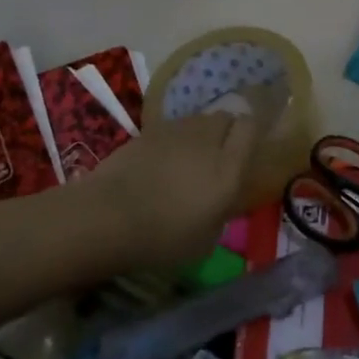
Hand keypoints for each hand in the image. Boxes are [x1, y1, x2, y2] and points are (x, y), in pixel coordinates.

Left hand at [87, 111, 258, 273]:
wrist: (108, 216)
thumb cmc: (163, 237)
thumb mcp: (205, 240)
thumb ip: (222, 212)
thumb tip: (223, 201)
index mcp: (228, 167)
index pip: (250, 127)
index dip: (251, 135)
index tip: (246, 152)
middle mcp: (207, 140)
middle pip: (225, 118)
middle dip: (227, 132)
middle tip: (218, 157)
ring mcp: (176, 131)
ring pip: (199, 120)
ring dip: (200, 135)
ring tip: (189, 160)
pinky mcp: (149, 131)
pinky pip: (173, 128)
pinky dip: (174, 140)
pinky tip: (162, 162)